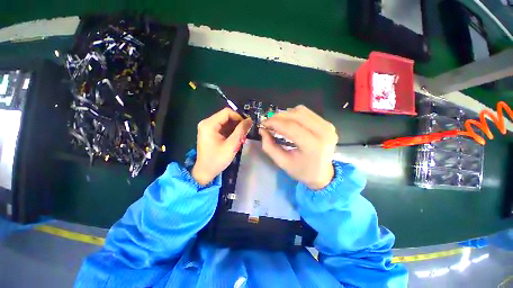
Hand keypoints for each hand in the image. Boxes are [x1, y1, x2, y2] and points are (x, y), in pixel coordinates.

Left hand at [192, 108, 252, 184]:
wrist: (205, 172)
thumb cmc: (217, 159)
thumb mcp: (232, 145)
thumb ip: (241, 130)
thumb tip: (250, 120)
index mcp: (209, 124)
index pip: (227, 112)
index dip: (239, 117)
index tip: (247, 126)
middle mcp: (207, 123)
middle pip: (226, 116)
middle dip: (237, 123)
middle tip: (245, 132)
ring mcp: (208, 128)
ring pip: (225, 122)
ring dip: (235, 128)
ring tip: (241, 136)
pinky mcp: (210, 133)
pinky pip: (223, 128)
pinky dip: (231, 131)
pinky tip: (235, 138)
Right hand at [259, 105, 337, 189]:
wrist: (323, 174)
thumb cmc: (302, 171)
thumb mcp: (282, 163)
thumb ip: (269, 146)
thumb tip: (262, 130)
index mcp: (313, 146)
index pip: (290, 127)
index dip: (274, 122)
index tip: (263, 124)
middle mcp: (324, 133)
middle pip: (296, 115)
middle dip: (278, 117)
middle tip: (268, 123)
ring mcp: (328, 126)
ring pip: (301, 111)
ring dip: (286, 114)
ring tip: (277, 122)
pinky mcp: (328, 124)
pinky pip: (307, 112)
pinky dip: (294, 114)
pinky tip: (288, 122)